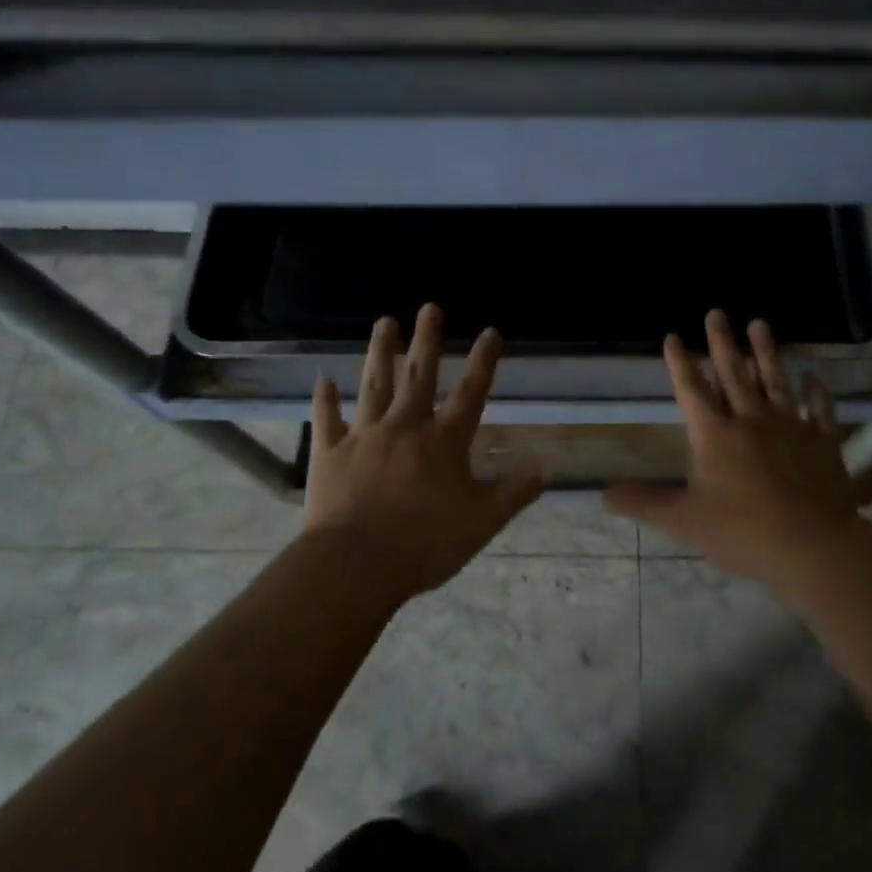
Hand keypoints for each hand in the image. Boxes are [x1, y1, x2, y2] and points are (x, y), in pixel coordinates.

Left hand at [305, 303, 544, 597]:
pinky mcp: (330, 452)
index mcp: (443, 441)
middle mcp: (405, 426)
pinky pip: (327, 419)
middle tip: (430, 307)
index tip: (490, 331)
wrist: (356, 564)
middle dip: (426, 339)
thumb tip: (548, 467)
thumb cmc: (425, 543)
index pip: (471, 392)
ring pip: (374, 384)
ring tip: (384, 322)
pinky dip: (325, 399)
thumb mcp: (482, 522)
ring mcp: (365, 435)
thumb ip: (515, 492)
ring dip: (380, 352)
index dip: (483, 361)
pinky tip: (323, 379)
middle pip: (419, 375)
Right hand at [606, 310, 863, 585]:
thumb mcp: (683, 521)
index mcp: (715, 434)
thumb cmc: (742, 531)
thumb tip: (602, 495)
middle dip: (722, 342)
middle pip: (733, 373)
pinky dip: (815, 391)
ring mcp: (790, 426)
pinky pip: (819, 409)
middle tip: (717, 312)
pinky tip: (812, 375)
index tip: (673, 335)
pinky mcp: (822, 441)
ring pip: (775, 380)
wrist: (812, 545)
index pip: (691, 390)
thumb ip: (643, 503)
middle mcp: (750, 419)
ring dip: (765, 352)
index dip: (680, 362)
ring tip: (760, 324)